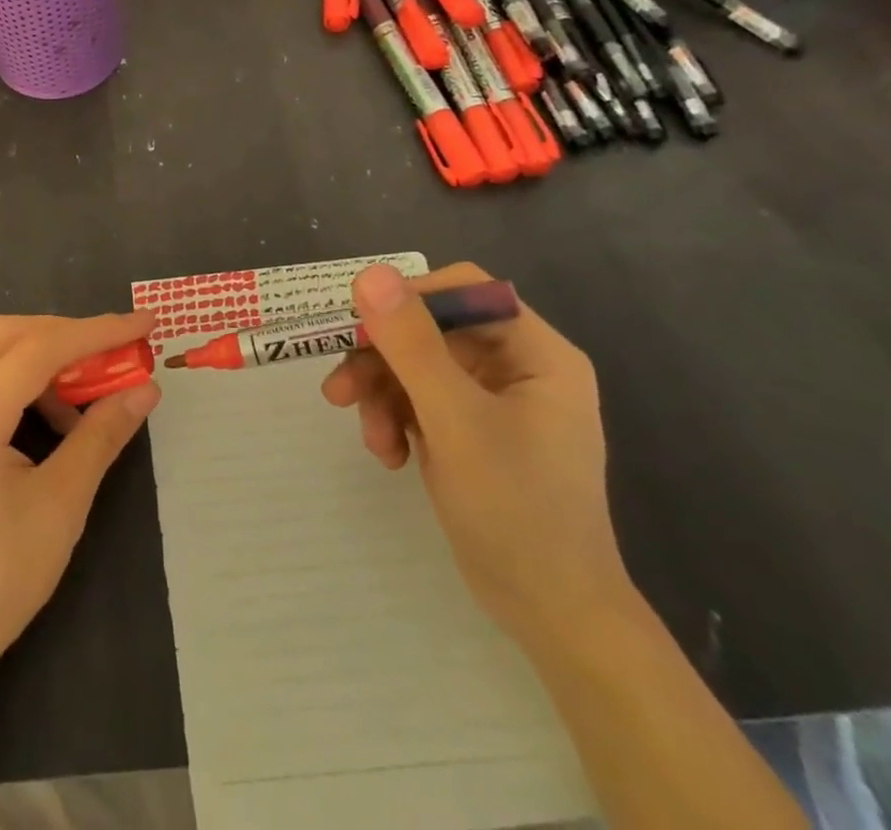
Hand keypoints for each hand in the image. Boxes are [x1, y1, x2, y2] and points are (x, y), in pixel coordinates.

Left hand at [0, 311, 160, 773]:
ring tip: (81, 408)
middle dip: (66, 336)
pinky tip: (42, 428)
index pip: (39, 347)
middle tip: (114, 354)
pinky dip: (14, 388)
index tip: (143, 323)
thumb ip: (102, 436)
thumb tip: (144, 389)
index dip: (96, 331)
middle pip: (7, 336)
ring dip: (40, 364)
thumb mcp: (60, 506)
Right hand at [321, 262, 634, 647]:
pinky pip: (417, 401)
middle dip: (383, 360)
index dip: (409, 298)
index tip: (361, 325)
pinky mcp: (468, 431)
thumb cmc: (516, 509)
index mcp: (536, 352)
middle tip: (339, 389)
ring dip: (382, 395)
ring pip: (415, 366)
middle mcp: (515, 366)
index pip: (464, 290)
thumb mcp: (455, 420)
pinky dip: (394, 420)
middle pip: (430, 330)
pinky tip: (389, 457)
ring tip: (370, 439)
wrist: (551, 615)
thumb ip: (412, 344)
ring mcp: (490, 400)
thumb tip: (370, 274)